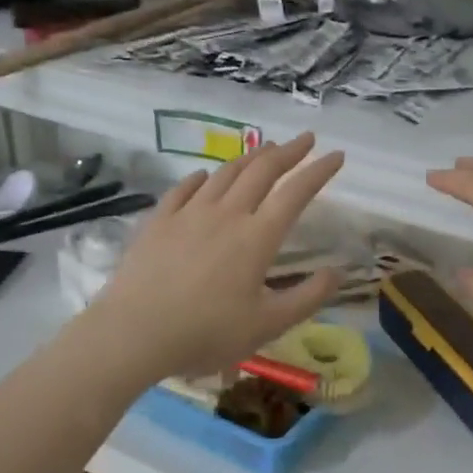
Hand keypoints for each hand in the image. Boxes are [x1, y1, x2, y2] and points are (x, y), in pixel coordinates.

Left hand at [87, 133, 344, 381]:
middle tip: (305, 139)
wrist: (134, 334)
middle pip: (261, 171)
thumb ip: (308, 298)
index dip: (319, 171)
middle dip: (288, 151)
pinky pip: (184, 189)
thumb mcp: (268, 325)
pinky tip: (205, 176)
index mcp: (257, 237)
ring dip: (249, 157)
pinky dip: (202, 177)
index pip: (296, 193)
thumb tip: (338, 273)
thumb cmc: (207, 333)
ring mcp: (189, 214)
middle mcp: (226, 214)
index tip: (337, 155)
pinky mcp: (159, 221)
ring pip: (224, 173)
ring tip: (264, 150)